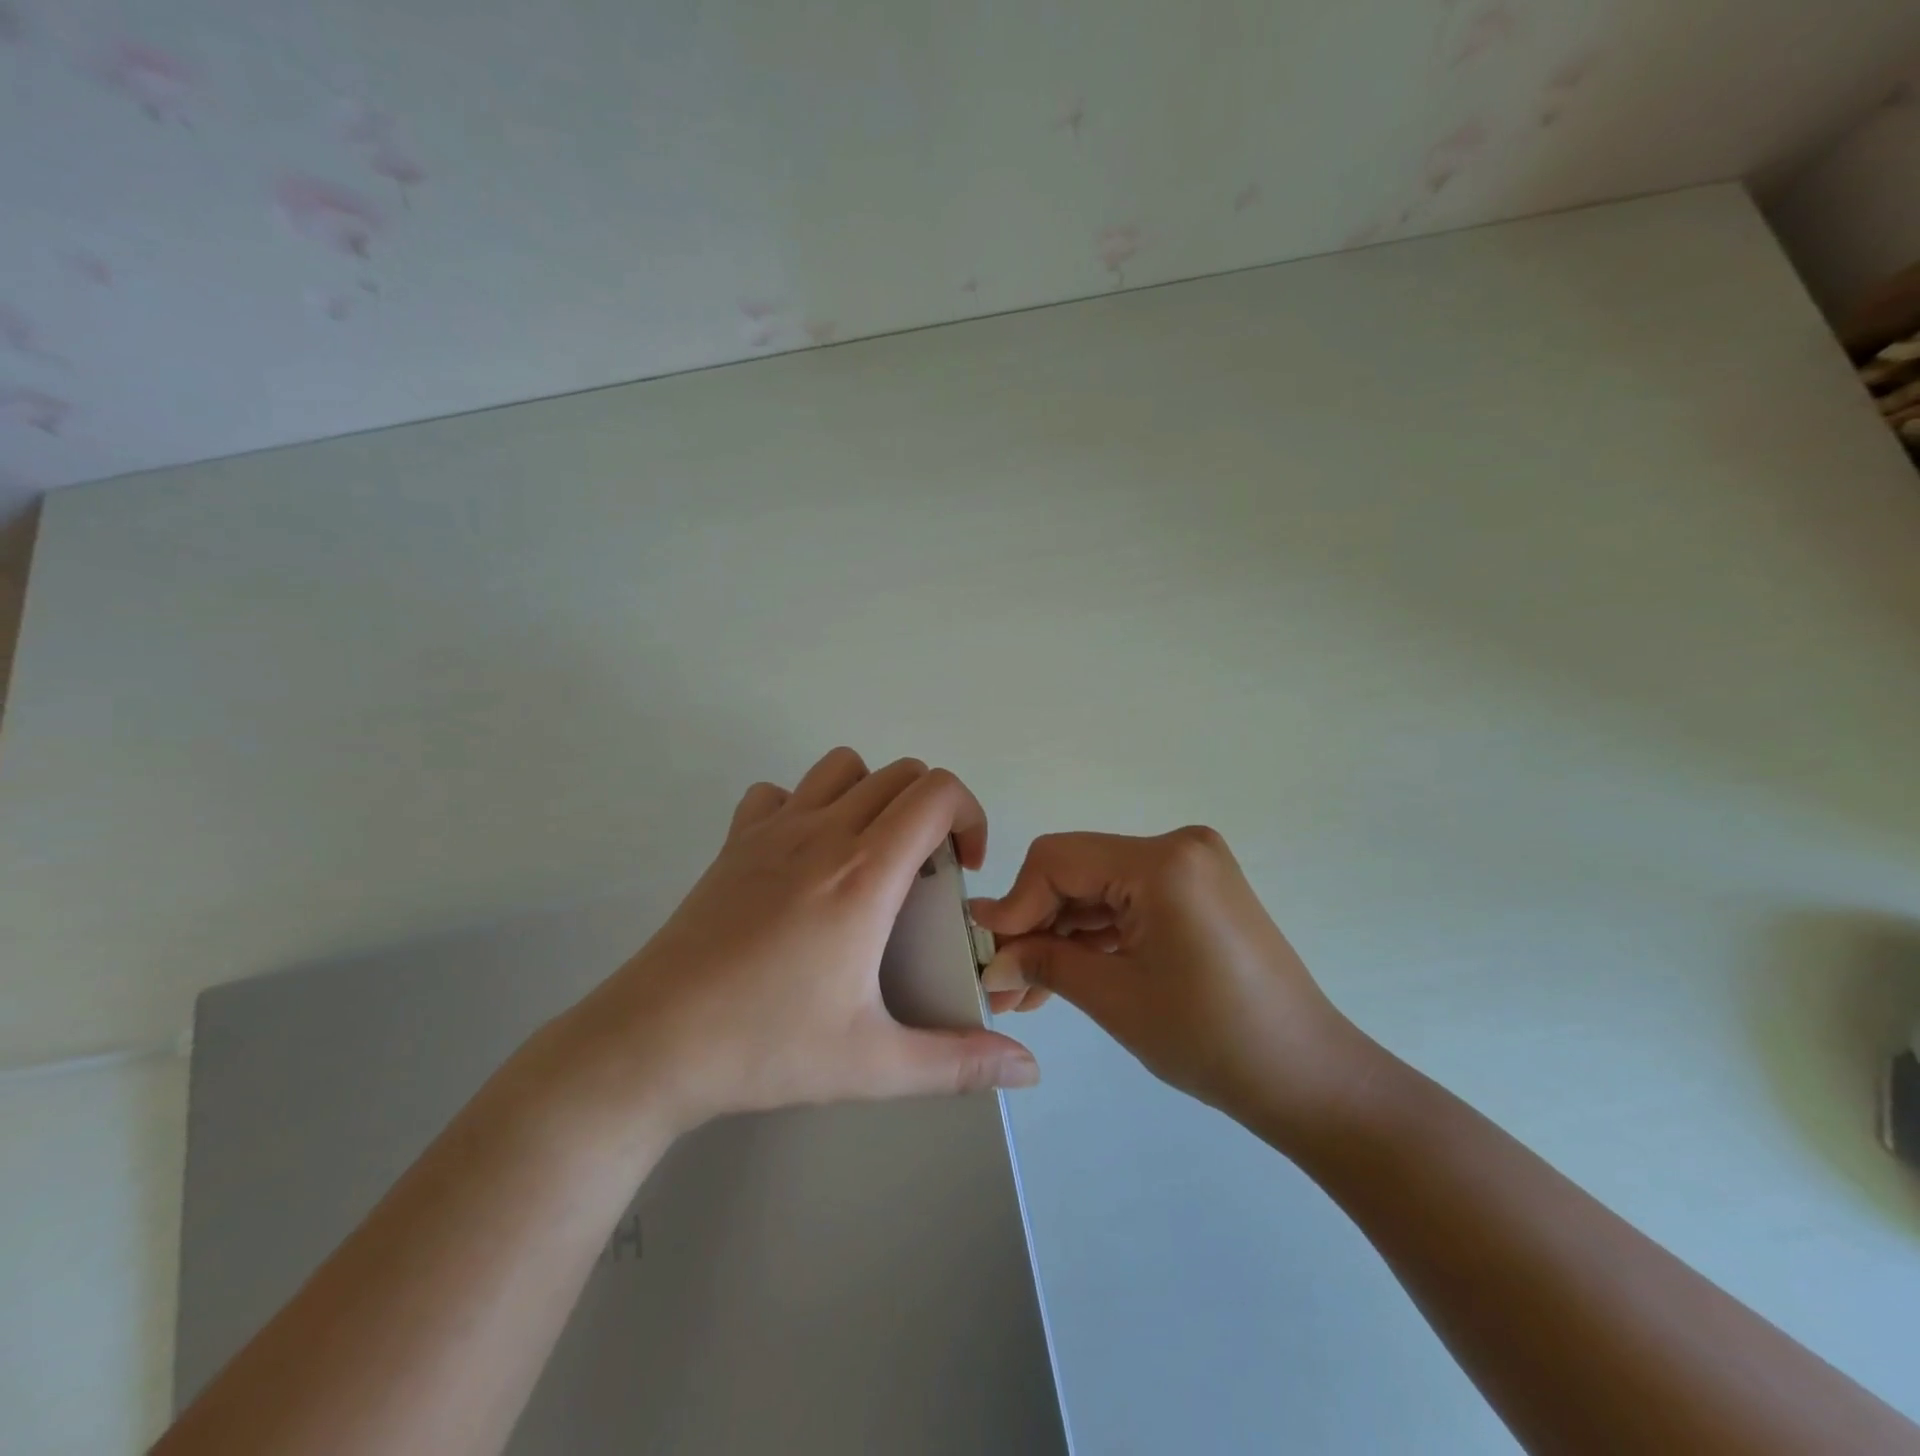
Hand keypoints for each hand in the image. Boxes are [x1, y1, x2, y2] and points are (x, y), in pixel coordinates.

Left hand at [556, 748, 1038, 1137]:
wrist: (651, 1044)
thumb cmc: (765, 1046)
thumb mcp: (874, 1064)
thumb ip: (959, 1064)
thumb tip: (1027, 1069)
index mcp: (864, 874)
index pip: (936, 792)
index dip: (969, 815)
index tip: (963, 869)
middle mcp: (823, 833)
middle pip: (899, 773)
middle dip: (932, 808)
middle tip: (927, 871)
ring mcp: (772, 831)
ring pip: (842, 767)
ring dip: (873, 794)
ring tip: (872, 855)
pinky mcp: (734, 843)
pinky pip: (779, 793)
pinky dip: (805, 805)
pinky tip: (804, 859)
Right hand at [972, 827, 1364, 1129]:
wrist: (1307, 1078)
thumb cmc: (1209, 1038)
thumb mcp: (1113, 997)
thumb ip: (1043, 962)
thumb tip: (991, 958)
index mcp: (1163, 861)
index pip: (1057, 860)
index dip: (1015, 904)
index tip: (989, 953)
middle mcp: (1179, 847)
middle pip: (1078, 871)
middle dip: (1037, 925)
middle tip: (1003, 980)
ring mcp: (1192, 868)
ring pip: (1101, 890)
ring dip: (1063, 935)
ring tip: (1027, 992)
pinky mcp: (1198, 892)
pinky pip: (1131, 902)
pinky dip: (1098, 936)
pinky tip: (1065, 974)